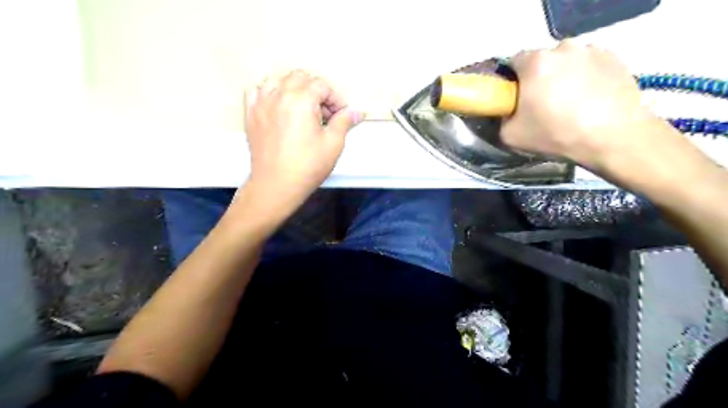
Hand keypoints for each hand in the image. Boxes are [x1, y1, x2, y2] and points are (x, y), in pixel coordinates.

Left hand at [241, 71, 363, 213]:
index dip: (335, 99)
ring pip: (278, 80)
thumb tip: (358, 112)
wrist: (276, 185)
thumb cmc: (307, 166)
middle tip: (324, 114)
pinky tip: (277, 106)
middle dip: (316, 91)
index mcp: (301, 100)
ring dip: (293, 88)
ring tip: (302, 108)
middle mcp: (279, 94)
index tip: (340, 115)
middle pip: (300, 78)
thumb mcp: (333, 144)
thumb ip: (344, 122)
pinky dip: (269, 93)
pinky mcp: (250, 114)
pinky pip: (256, 91)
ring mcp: (261, 103)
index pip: (322, 85)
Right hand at [501, 39, 661, 169]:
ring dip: (562, 76)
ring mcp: (591, 51)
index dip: (512, 81)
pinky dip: (584, 77)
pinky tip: (589, 100)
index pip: (513, 63)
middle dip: (538, 78)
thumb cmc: (556, 134)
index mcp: (535, 62)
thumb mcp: (511, 136)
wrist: (612, 137)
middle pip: (541, 61)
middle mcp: (563, 48)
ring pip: (566, 62)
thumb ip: (502, 118)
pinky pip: (588, 65)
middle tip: (542, 104)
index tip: (517, 99)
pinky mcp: (614, 58)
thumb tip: (507, 112)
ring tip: (569, 103)